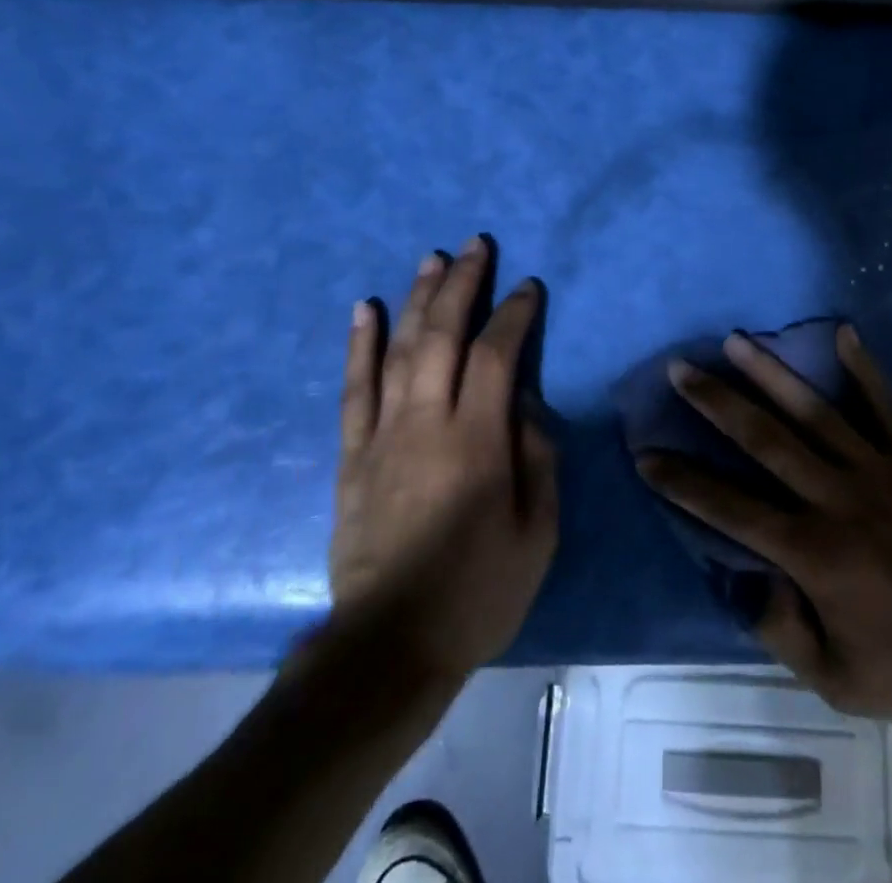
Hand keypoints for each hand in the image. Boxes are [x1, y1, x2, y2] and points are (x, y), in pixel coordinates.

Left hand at [328, 237, 557, 682]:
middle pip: (443, 336)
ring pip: (399, 349)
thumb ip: (539, 460)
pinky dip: (359, 344)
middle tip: (476, 245)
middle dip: (462, 284)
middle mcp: (426, 423)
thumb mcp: (537, 535)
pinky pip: (353, 388)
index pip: (497, 355)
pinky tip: (365, 308)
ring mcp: (383, 435)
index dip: (513, 314)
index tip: (527, 287)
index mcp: (477, 442)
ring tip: (431, 258)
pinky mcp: (352, 455)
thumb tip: (529, 405)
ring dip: (417, 298)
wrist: (388, 647)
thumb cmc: (477, 593)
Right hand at [637, 326, 891, 738]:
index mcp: (812, 553)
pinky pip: (885, 404)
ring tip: (736, 338)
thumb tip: (743, 580)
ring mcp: (879, 470)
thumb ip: (780, 631)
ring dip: (769, 372)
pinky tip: (843, 332)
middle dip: (715, 401)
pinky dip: (863, 368)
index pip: (728, 507)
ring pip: (813, 410)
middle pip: (762, 438)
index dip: (682, 481)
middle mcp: (836, 498)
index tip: (646, 454)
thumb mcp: (838, 682)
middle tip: (679, 367)